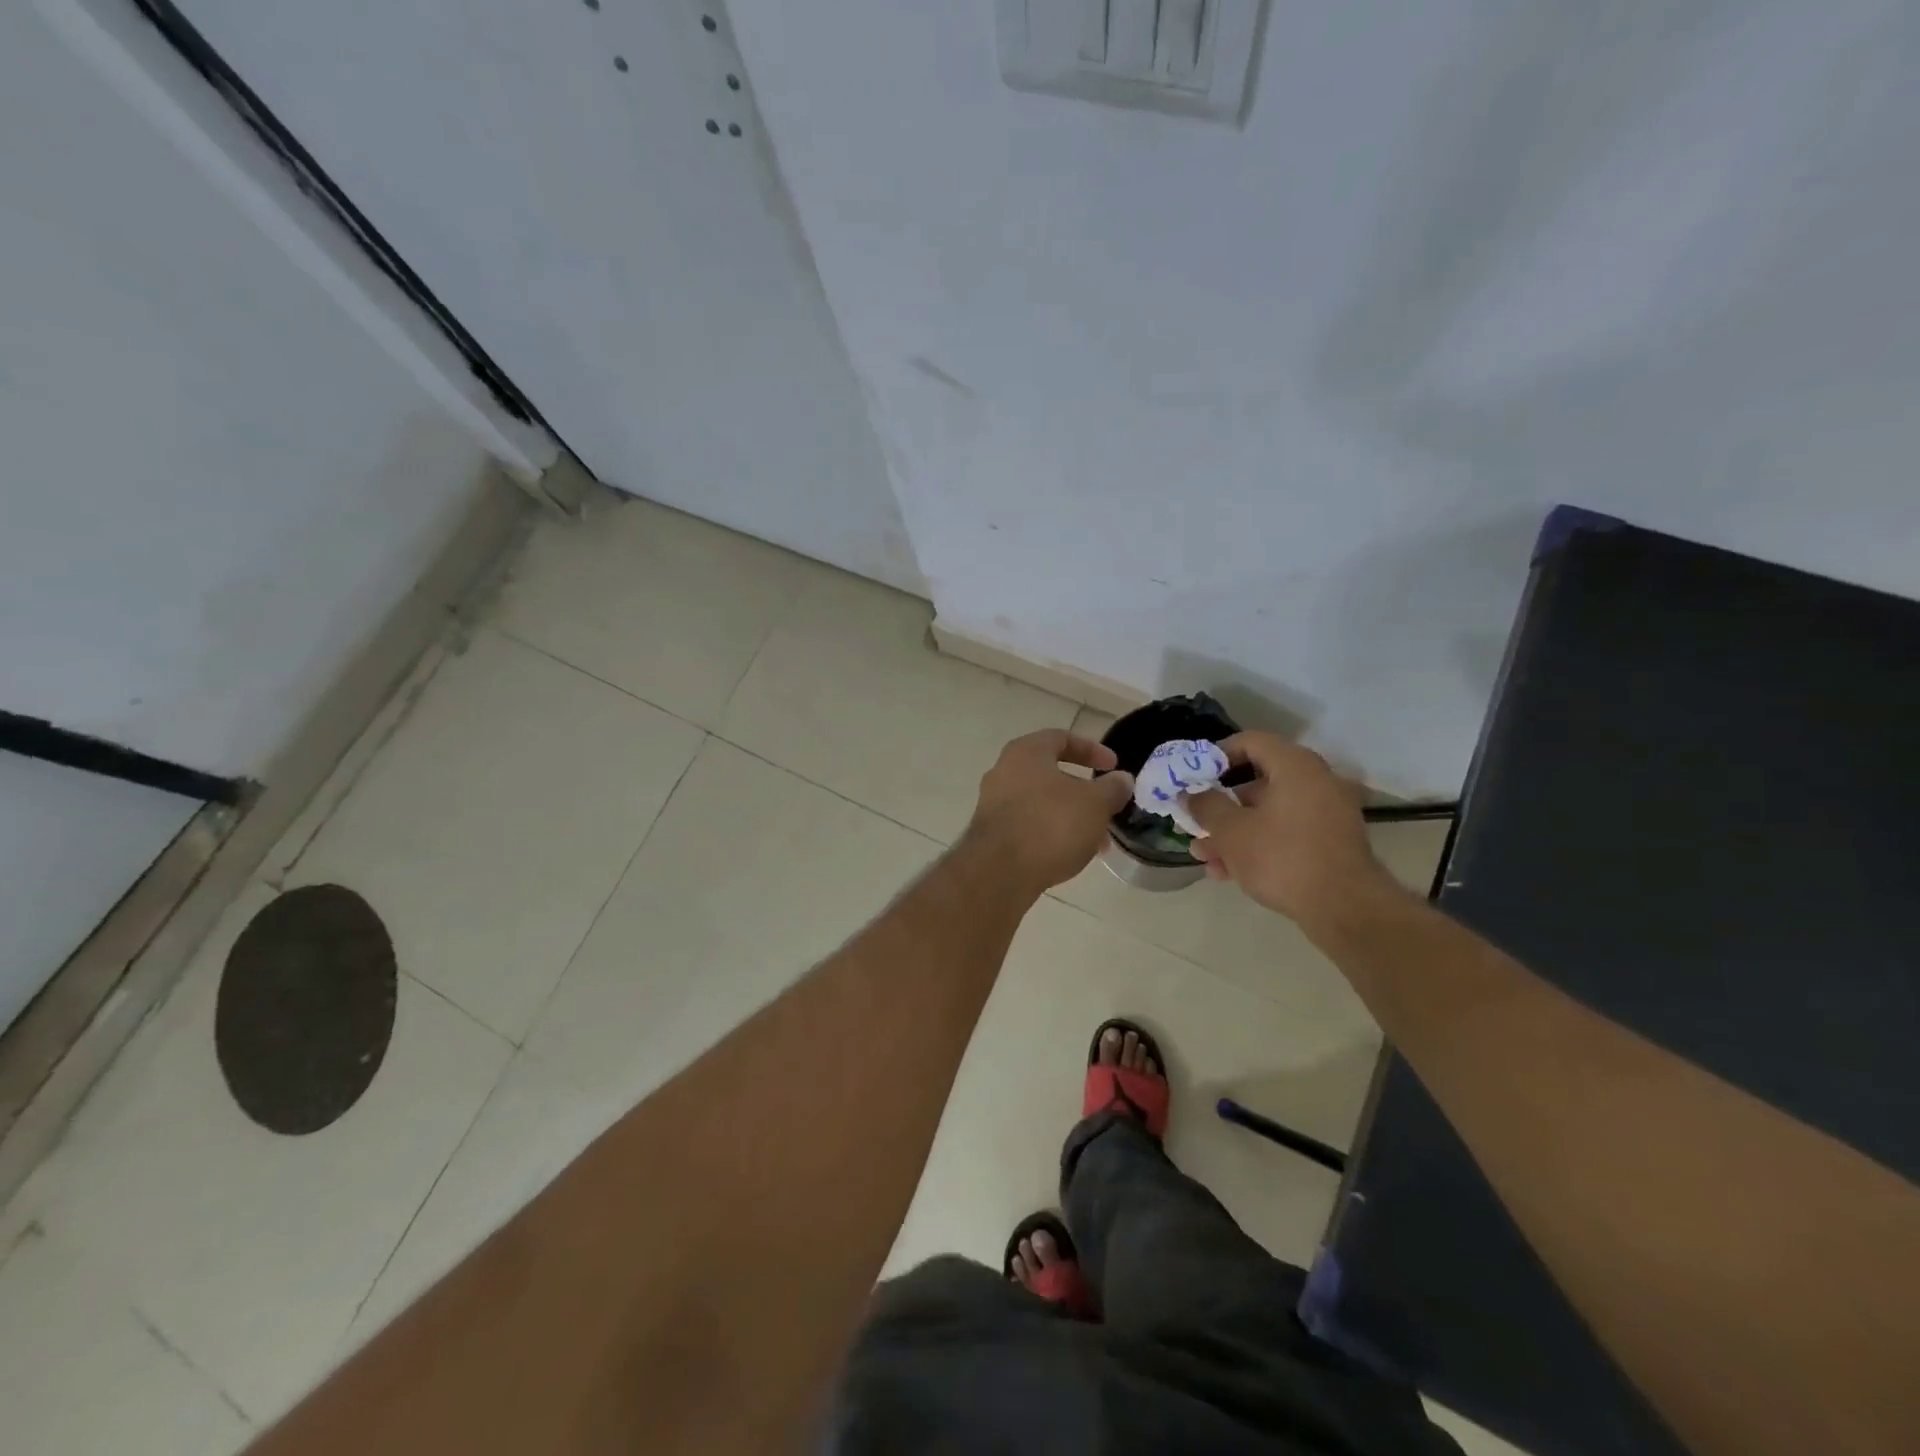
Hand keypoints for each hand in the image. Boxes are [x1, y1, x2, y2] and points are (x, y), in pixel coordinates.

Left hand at [962, 730, 1134, 894]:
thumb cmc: (1051, 824)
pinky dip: (1051, 833)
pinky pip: (1028, 825)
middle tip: (1107, 809)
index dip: (1092, 750)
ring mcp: (993, 803)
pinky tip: (1070, 854)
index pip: (1062, 738)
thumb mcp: (1095, 803)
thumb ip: (1112, 788)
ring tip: (1096, 842)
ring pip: (1041, 803)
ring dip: (1070, 816)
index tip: (1114, 767)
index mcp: (1026, 752)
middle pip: (1051, 774)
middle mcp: (1004, 771)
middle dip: (1084, 792)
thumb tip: (1122, 780)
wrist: (1000, 871)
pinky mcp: (990, 833)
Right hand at [1181, 732, 1392, 924]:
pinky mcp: (1330, 843)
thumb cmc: (1282, 857)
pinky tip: (1229, 872)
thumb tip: (1191, 793)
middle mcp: (1316, 782)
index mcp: (1296, 767)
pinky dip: (1259, 844)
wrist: (1344, 909)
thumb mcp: (1231, 831)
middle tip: (1196, 822)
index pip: (1251, 742)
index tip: (1196, 775)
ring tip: (1204, 856)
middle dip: (1221, 806)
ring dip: (1234, 832)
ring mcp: (1327, 814)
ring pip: (1269, 813)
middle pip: (1258, 783)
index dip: (1218, 755)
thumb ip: (1206, 806)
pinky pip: (1286, 833)